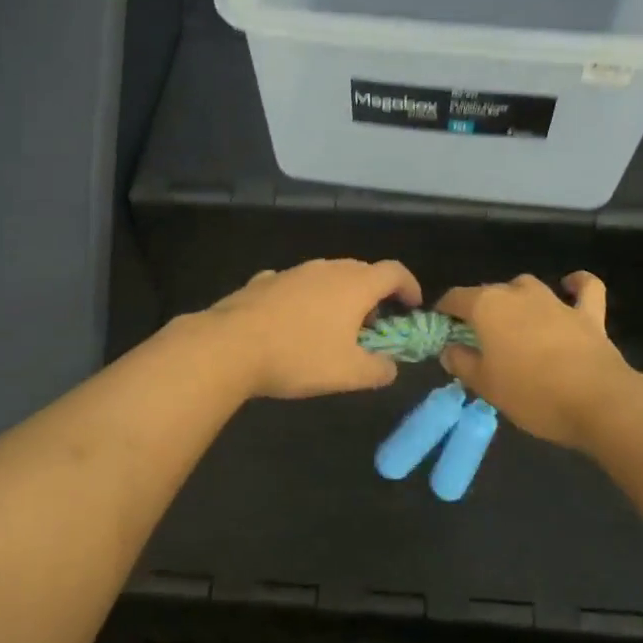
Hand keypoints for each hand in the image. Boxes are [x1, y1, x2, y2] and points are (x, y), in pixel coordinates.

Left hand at [199, 258, 423, 399]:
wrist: (230, 345)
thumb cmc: (299, 356)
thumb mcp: (349, 374)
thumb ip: (379, 370)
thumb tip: (390, 367)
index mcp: (355, 284)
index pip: (394, 271)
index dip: (409, 286)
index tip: (412, 307)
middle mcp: (327, 268)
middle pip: (361, 272)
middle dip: (373, 295)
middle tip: (373, 326)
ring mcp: (293, 271)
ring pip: (327, 276)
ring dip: (338, 297)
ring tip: (333, 328)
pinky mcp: (264, 281)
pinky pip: (295, 286)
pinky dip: (305, 300)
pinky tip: (293, 324)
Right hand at [436, 273, 640, 449]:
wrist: (598, 401)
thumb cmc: (532, 394)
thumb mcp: (486, 386)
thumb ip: (462, 363)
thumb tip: (449, 350)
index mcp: (487, 306)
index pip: (455, 298)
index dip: (444, 312)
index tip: (442, 330)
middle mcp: (517, 293)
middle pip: (489, 292)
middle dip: (480, 310)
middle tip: (478, 340)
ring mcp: (554, 300)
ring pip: (527, 287)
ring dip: (517, 299)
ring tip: (515, 324)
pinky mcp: (587, 313)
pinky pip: (584, 288)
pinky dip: (576, 284)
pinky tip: (570, 286)